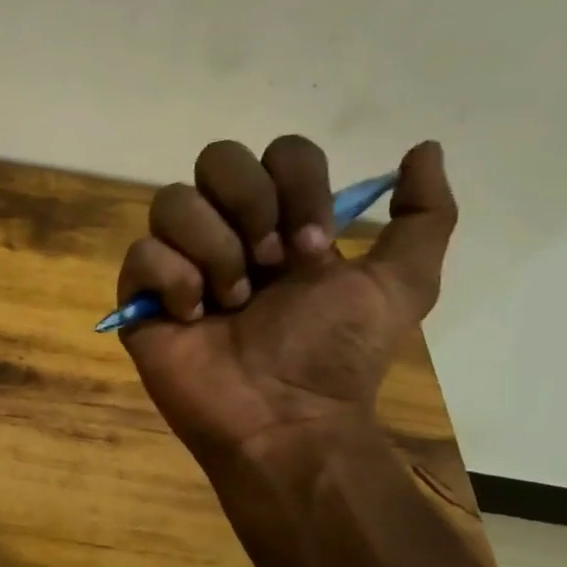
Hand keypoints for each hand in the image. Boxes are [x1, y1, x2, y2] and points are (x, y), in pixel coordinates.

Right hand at [117, 136, 455, 469]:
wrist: (285, 419)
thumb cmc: (334, 354)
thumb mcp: (400, 285)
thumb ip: (423, 216)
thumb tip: (425, 148)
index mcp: (281, 222)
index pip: (278, 153)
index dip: (297, 186)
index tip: (313, 248)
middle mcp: (226, 231)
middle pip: (216, 159)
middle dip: (250, 204)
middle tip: (269, 264)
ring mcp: (178, 262)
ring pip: (172, 202)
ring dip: (214, 250)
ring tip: (231, 302)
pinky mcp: (140, 297)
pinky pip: (142, 254)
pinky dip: (174, 282)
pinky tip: (193, 318)